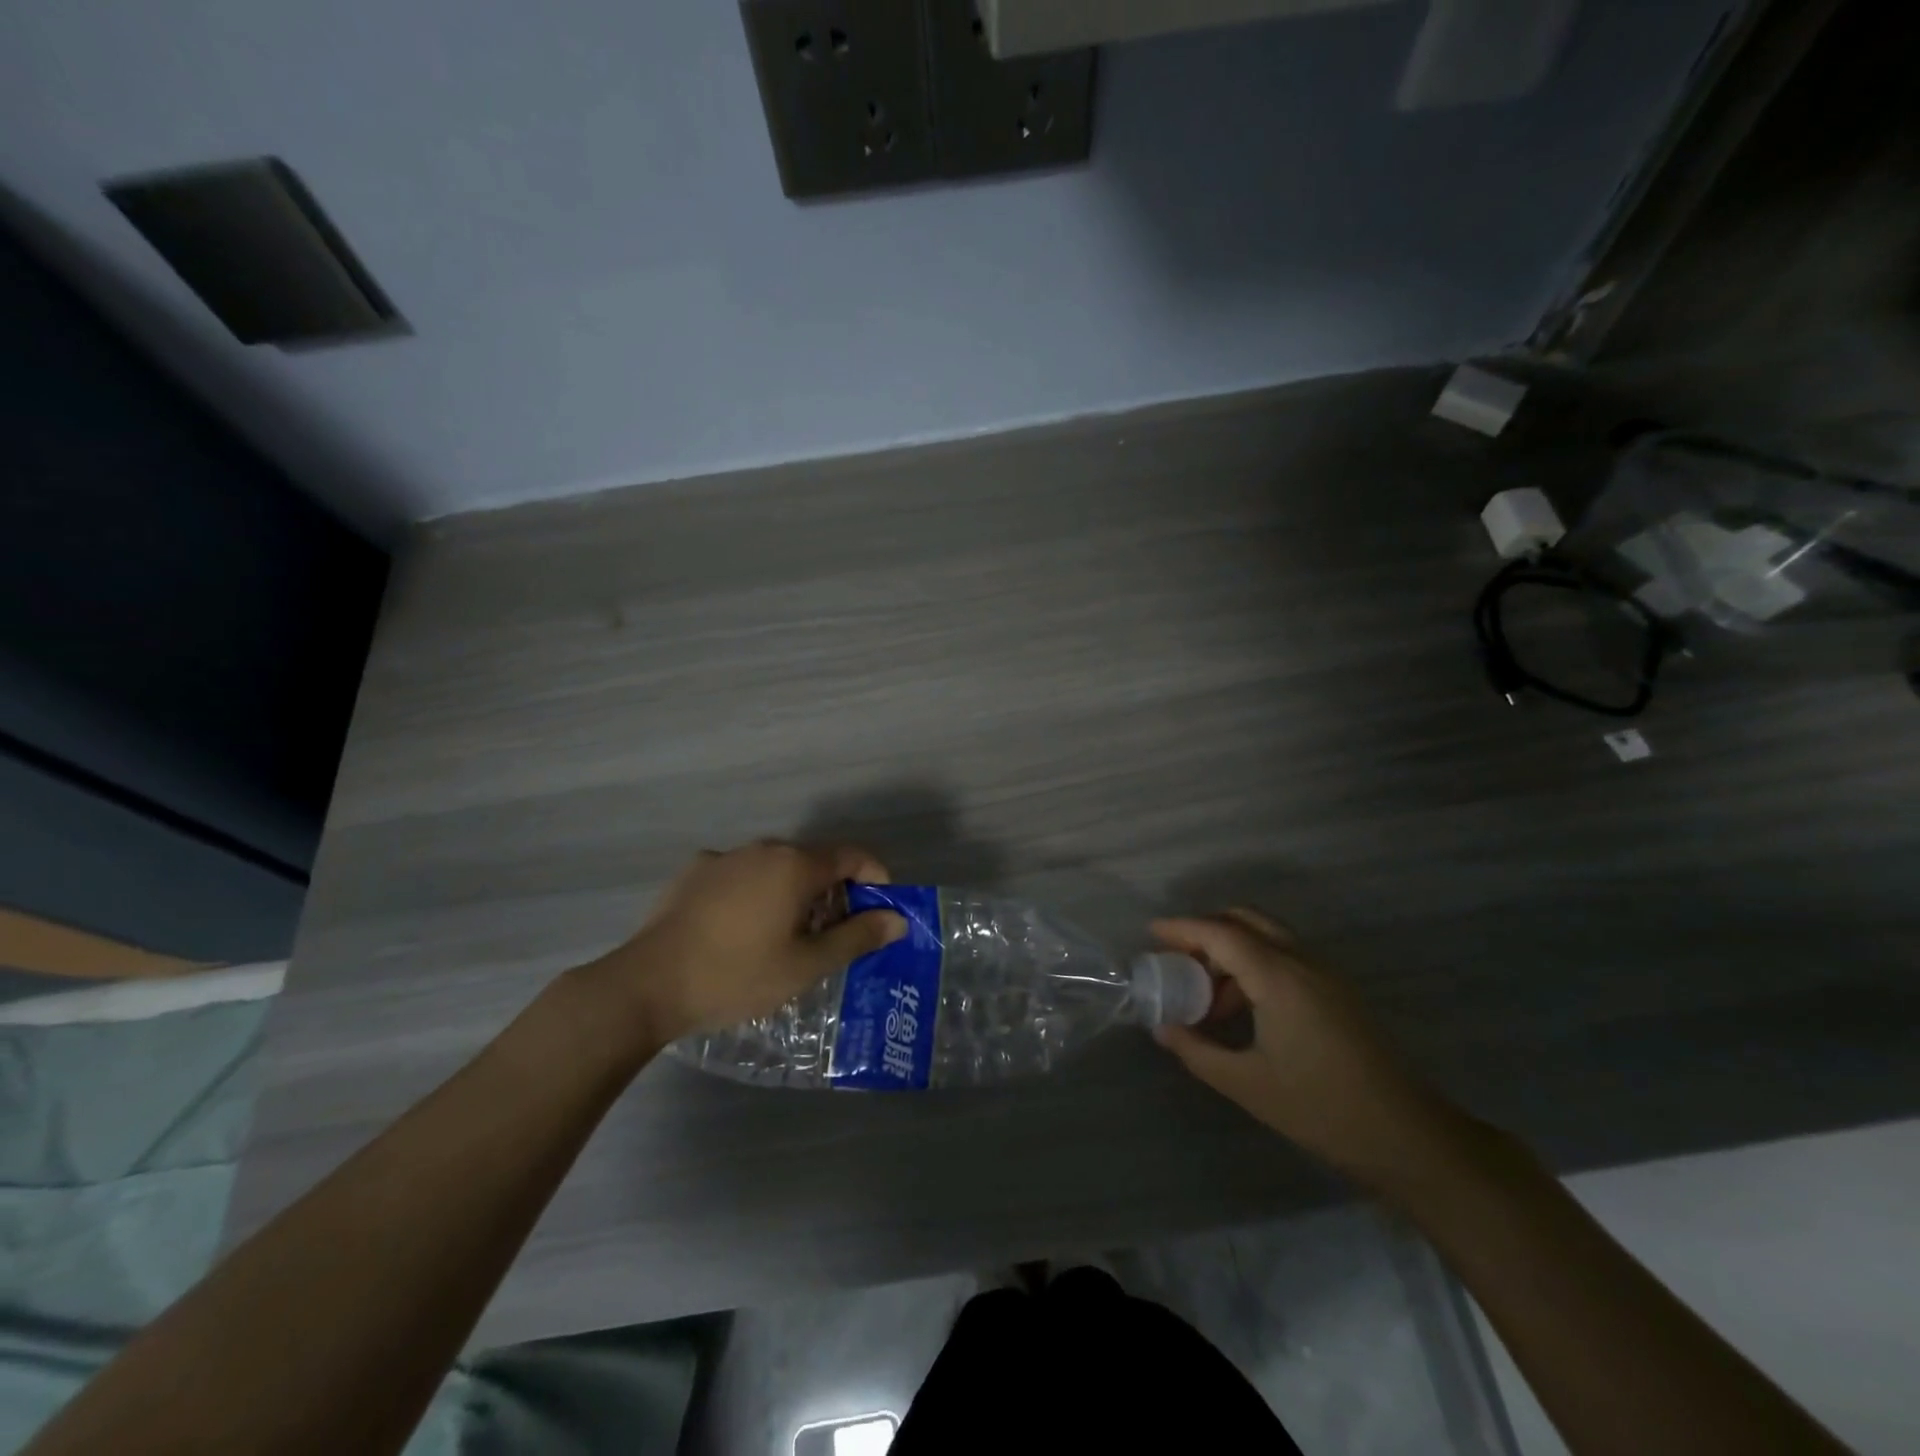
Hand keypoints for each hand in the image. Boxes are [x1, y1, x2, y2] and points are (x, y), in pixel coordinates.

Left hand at [588, 841, 906, 1043]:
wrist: (648, 984)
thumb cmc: (737, 975)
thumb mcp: (806, 965)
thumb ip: (857, 937)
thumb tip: (897, 920)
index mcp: (795, 865)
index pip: (852, 856)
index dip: (875, 878)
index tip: (880, 911)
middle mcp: (763, 848)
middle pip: (814, 861)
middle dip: (834, 893)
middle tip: (833, 936)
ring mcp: (725, 857)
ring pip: (776, 867)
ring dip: (794, 893)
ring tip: (787, 937)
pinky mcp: (694, 871)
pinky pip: (742, 875)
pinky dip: (756, 894)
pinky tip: (741, 930)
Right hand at [1152, 909, 1466, 1192]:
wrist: (1409, 1138)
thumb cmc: (1322, 1109)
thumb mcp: (1248, 1085)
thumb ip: (1197, 1051)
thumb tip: (1162, 1028)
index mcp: (1279, 977)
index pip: (1221, 933)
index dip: (1182, 929)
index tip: (1150, 934)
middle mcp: (1303, 962)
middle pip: (1246, 920)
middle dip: (1206, 930)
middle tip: (1177, 958)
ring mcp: (1326, 974)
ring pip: (1268, 937)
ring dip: (1231, 951)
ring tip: (1206, 995)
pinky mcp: (1338, 992)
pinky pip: (1286, 957)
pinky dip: (1255, 965)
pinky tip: (1243, 1008)